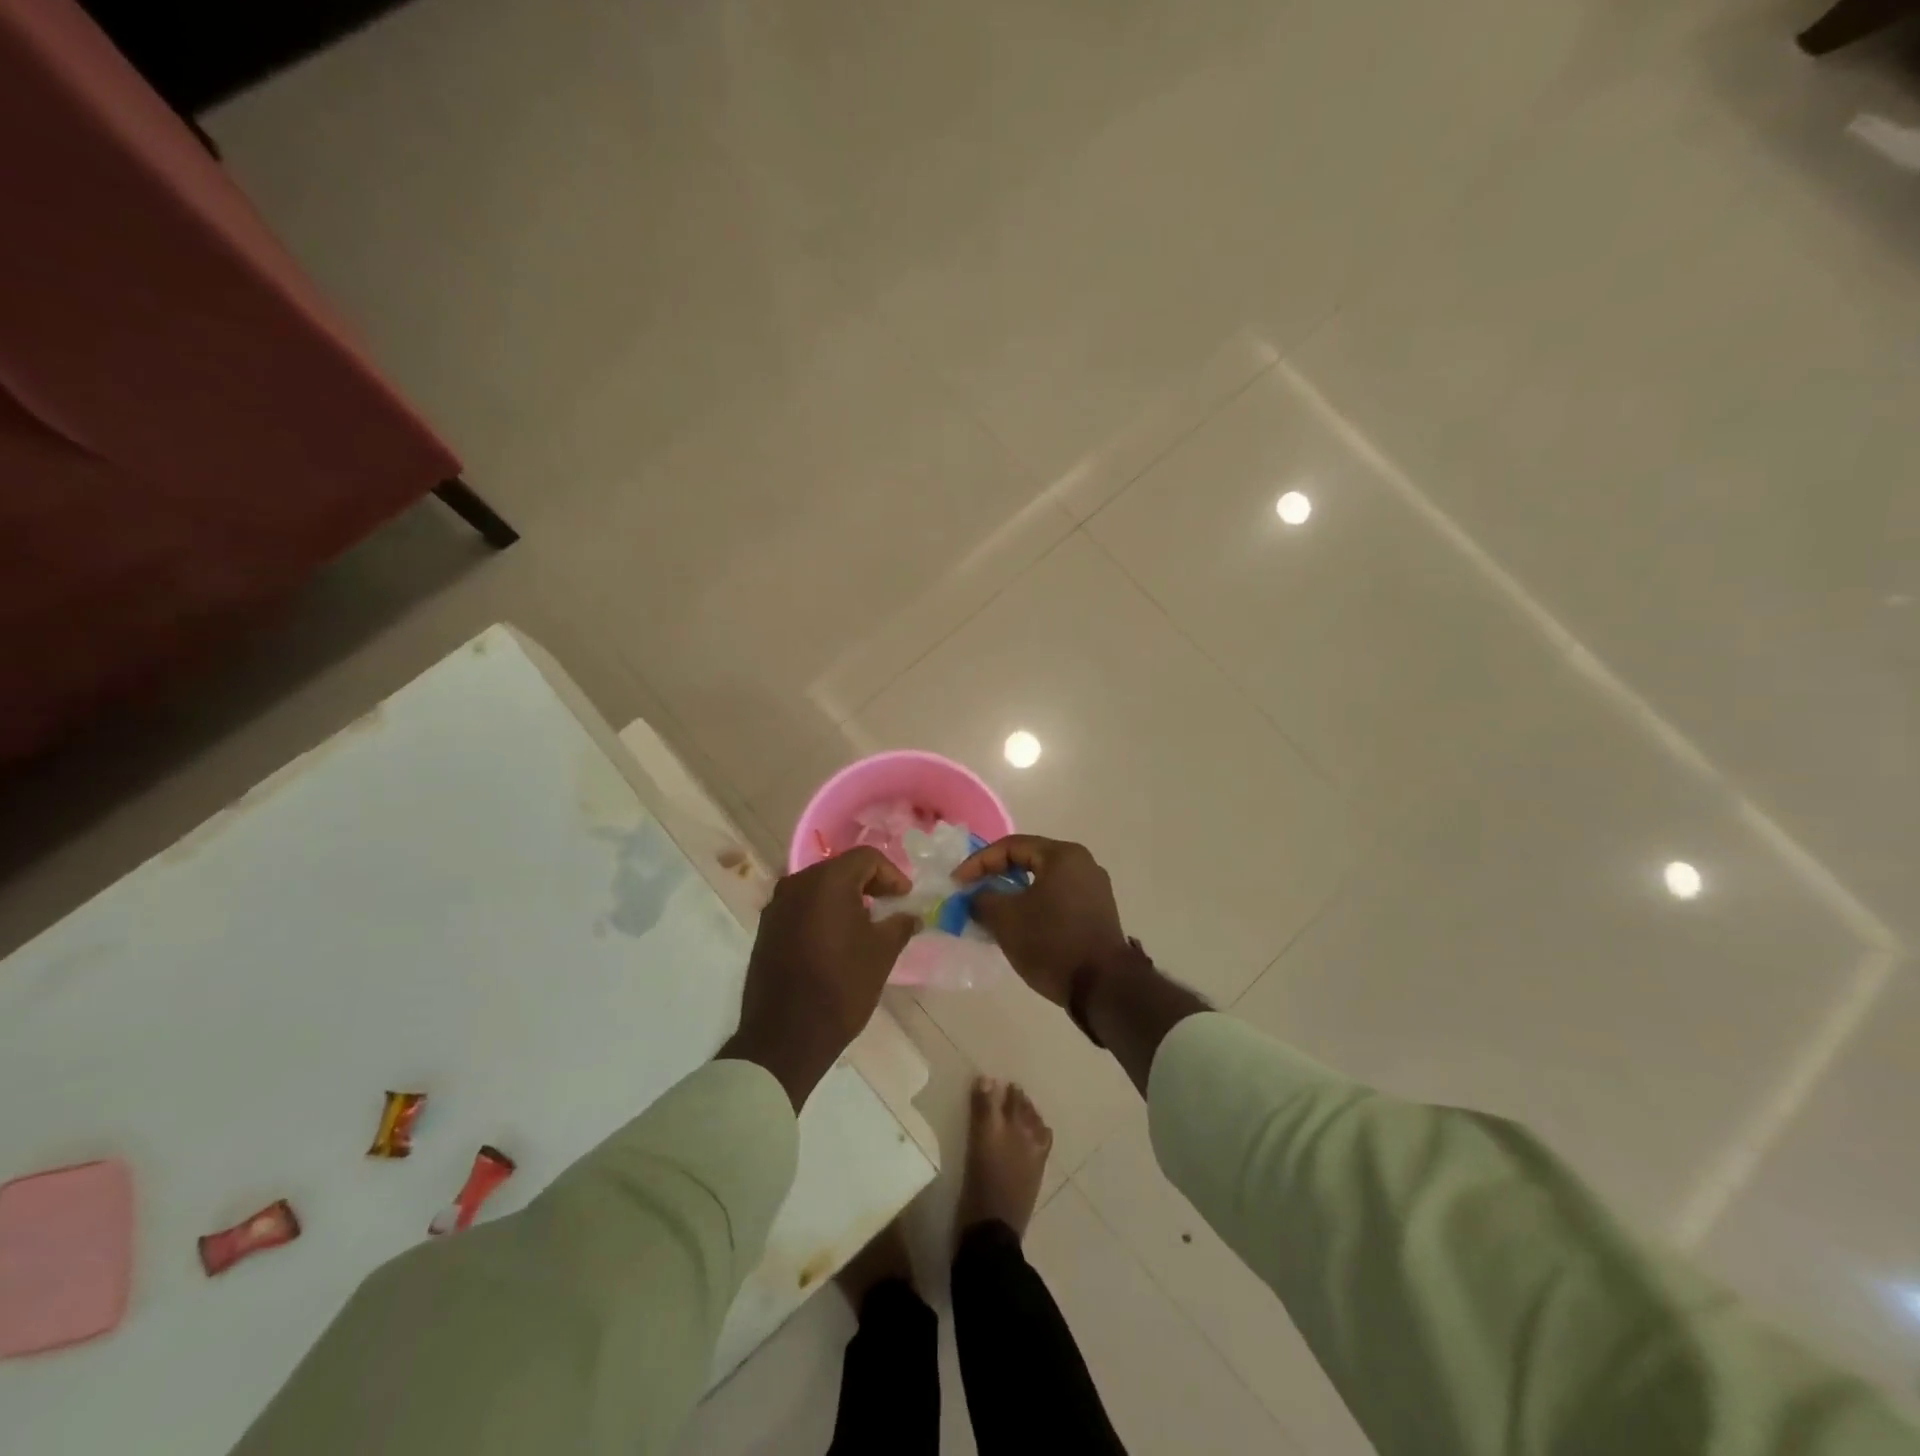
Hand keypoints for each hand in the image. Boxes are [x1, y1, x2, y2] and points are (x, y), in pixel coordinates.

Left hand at [722, 848, 917, 1107]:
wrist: (785, 1036)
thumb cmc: (841, 987)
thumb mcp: (881, 954)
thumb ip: (900, 924)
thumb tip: (910, 915)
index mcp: (827, 881)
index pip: (866, 858)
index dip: (892, 874)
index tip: (905, 898)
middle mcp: (797, 883)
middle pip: (840, 868)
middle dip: (868, 883)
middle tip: (889, 906)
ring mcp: (776, 906)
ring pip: (819, 887)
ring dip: (845, 898)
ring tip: (866, 924)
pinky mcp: (766, 928)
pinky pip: (801, 906)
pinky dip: (823, 912)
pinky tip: (837, 939)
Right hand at [955, 835, 1126, 1006]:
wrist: (1103, 987)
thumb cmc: (1052, 943)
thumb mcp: (1006, 919)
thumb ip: (982, 900)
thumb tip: (975, 897)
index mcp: (1062, 855)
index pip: (1011, 846)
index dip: (978, 862)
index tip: (957, 883)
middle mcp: (1082, 863)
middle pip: (1029, 860)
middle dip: (996, 876)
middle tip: (972, 893)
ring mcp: (1094, 889)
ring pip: (1043, 882)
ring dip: (1014, 893)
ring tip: (991, 911)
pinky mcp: (1097, 912)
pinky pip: (1057, 898)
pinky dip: (1034, 905)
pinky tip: (1018, 924)